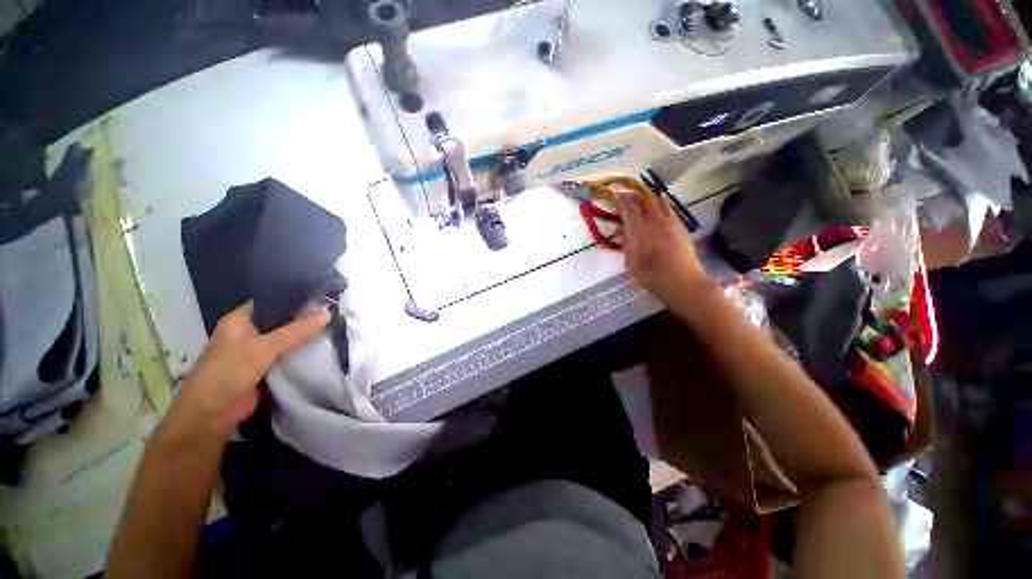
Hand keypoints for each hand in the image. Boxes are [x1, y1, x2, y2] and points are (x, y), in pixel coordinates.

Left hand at [167, 302, 330, 439]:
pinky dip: (301, 351)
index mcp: (239, 320)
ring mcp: (256, 351)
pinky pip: (286, 354)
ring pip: (285, 338)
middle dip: (305, 317)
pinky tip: (322, 345)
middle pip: (281, 320)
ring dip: (304, 335)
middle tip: (335, 310)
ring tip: (334, 324)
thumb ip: (296, 331)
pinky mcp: (264, 368)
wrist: (211, 417)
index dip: (295, 296)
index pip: (271, 300)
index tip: (323, 294)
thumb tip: (328, 313)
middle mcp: (247, 332)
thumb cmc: (228, 374)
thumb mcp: (263, 349)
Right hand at [614, 192, 708, 303]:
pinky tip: (659, 202)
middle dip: (633, 196)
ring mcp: (671, 223)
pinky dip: (661, 203)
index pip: (628, 210)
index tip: (615, 195)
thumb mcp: (632, 265)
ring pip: (658, 202)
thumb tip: (625, 232)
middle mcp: (656, 223)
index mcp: (641, 232)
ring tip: (640, 196)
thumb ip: (628, 246)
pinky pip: (670, 209)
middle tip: (625, 195)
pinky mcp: (681, 227)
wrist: (684, 284)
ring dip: (647, 197)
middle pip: (643, 202)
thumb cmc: (653, 278)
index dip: (621, 201)